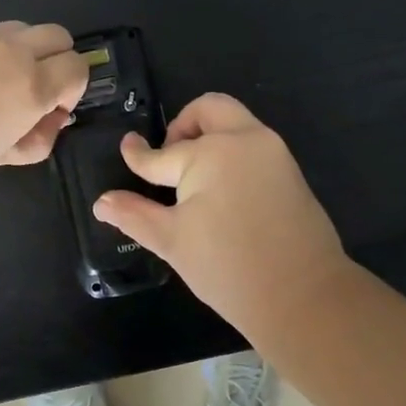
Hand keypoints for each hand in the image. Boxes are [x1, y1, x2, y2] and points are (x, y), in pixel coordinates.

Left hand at [0, 22, 88, 193]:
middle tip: (32, 92)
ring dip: (23, 52)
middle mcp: (12, 51)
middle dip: (56, 61)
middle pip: (58, 36)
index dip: (72, 90)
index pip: (78, 67)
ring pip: (21, 29)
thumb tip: (49, 120)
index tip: (51, 111)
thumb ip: (35, 139)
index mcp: (32, 84)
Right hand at [92, 93, 346, 325]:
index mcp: (211, 153)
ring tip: (193, 177)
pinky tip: (221, 190)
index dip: (139, 155)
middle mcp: (244, 140)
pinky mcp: (290, 170)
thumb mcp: (173, 241)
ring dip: (210, 135)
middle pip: (209, 109)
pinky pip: (254, 144)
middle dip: (183, 125)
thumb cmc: (229, 268)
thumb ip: (135, 215)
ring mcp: (273, 152)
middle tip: (170, 157)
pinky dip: (232, 151)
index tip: (128, 148)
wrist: (304, 296)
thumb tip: (101, 202)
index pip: (163, 153)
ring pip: (235, 122)